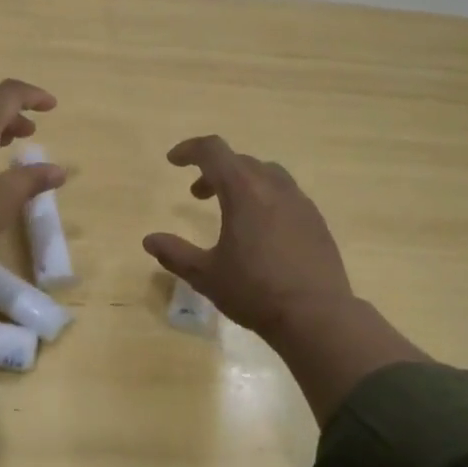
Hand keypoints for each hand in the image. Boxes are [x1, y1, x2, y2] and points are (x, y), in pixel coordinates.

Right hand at [142, 136, 351, 338]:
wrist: (317, 316)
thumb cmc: (255, 291)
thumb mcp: (206, 275)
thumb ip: (175, 253)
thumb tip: (150, 240)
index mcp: (244, 191)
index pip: (213, 151)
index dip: (190, 149)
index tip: (173, 161)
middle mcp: (274, 187)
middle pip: (240, 161)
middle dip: (213, 171)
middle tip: (197, 195)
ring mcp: (300, 202)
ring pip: (267, 174)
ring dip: (242, 182)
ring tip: (231, 211)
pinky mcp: (317, 221)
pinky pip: (286, 195)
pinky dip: (266, 198)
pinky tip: (261, 231)